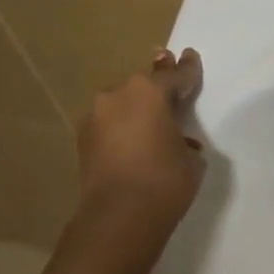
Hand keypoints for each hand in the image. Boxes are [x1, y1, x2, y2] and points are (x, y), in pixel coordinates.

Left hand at [75, 49, 206, 224]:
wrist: (119, 216)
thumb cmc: (165, 180)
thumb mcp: (191, 158)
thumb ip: (183, 140)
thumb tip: (174, 141)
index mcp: (149, 92)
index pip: (174, 75)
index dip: (187, 69)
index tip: (191, 56)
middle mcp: (117, 95)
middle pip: (143, 86)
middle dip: (158, 87)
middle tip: (171, 87)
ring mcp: (95, 117)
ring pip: (123, 105)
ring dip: (138, 111)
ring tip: (153, 125)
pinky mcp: (83, 140)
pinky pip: (111, 125)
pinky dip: (124, 130)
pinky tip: (136, 145)